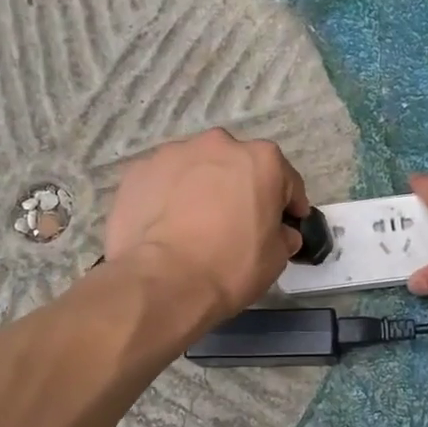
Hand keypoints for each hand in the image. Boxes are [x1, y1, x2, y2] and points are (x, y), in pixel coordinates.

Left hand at [106, 128, 308, 324]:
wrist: (162, 282)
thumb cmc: (229, 267)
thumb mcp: (276, 258)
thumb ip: (282, 235)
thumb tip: (280, 232)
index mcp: (261, 159)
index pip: (286, 180)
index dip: (289, 205)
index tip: (287, 223)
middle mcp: (218, 144)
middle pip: (237, 166)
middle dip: (240, 189)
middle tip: (235, 223)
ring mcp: (173, 153)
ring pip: (196, 169)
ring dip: (201, 188)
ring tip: (194, 224)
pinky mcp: (138, 170)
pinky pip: (163, 182)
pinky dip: (167, 197)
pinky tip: (164, 226)